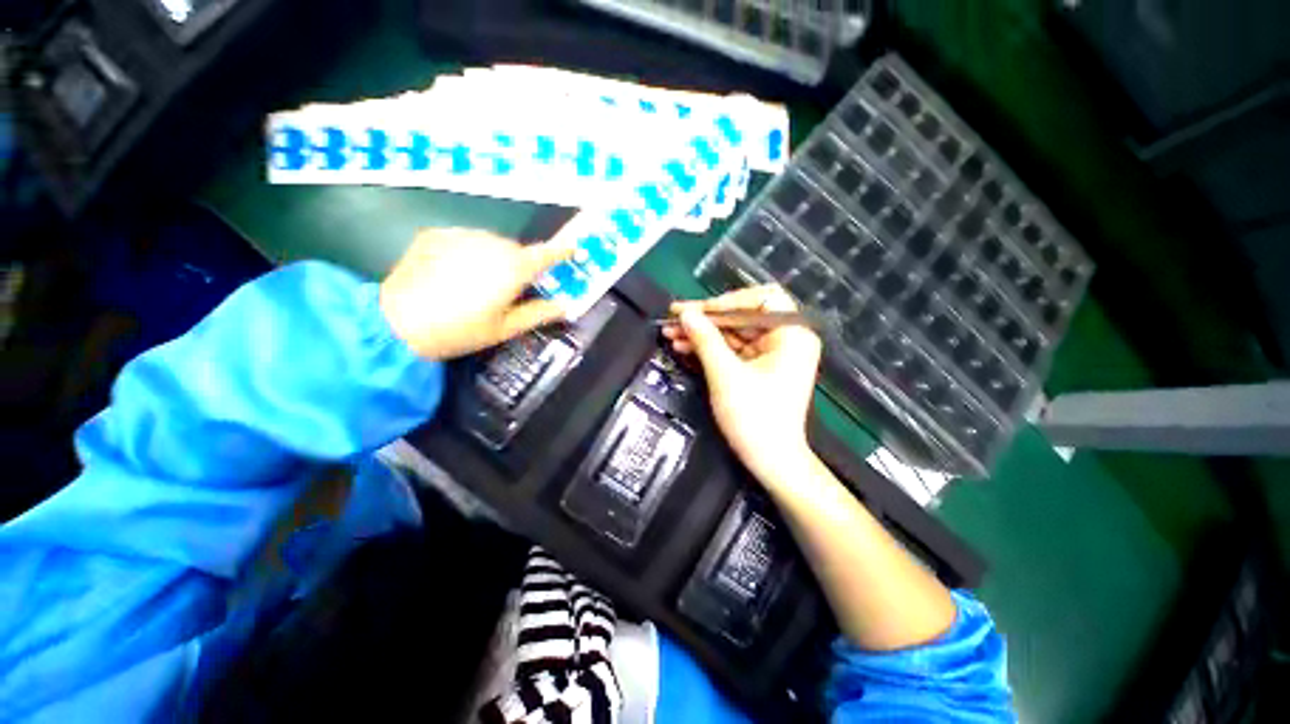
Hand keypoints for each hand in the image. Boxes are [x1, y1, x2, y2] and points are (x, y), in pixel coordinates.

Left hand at [379, 228, 574, 359]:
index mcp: (513, 268)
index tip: (573, 248)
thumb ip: (537, 314)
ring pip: (490, 243)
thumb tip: (564, 306)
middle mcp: (491, 244)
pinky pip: (465, 240)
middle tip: (510, 288)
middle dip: (520, 264)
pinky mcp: (436, 234)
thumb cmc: (459, 330)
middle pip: (516, 249)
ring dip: (494, 257)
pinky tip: (453, 273)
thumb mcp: (504, 329)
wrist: (396, 322)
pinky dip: (469, 252)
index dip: (561, 251)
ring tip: (478, 283)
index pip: (546, 254)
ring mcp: (462, 236)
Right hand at [662, 285, 821, 484]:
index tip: (697, 310)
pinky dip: (710, 348)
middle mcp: (786, 338)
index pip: (761, 299)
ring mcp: (772, 353)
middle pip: (742, 316)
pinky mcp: (758, 367)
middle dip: (707, 319)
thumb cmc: (755, 418)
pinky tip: (684, 346)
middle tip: (673, 317)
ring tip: (670, 333)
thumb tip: (685, 313)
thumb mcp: (726, 375)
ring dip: (703, 333)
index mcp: (792, 334)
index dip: (726, 301)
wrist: (771, 461)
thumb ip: (705, 339)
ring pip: (733, 332)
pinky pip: (732, 349)